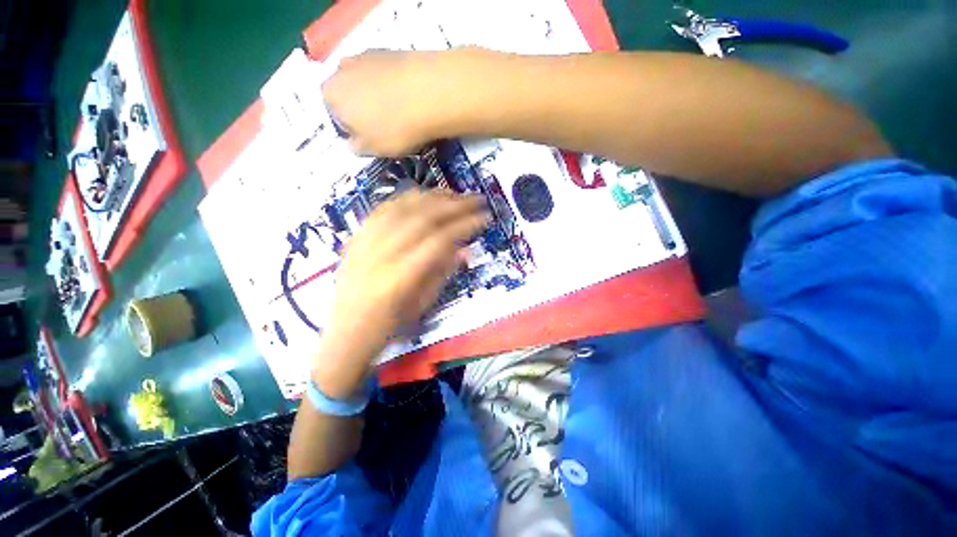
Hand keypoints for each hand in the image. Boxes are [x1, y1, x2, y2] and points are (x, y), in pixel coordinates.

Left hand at [312, 189, 489, 397]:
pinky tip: (422, 195)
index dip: (465, 225)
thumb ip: (444, 272)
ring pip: (402, 207)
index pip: (440, 240)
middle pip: (422, 218)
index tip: (484, 218)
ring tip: (454, 194)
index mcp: (400, 276)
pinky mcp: (357, 237)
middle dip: (454, 205)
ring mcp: (365, 242)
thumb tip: (466, 249)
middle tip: (475, 199)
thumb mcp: (423, 305)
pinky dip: (406, 199)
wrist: (345, 333)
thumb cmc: (389, 327)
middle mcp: (381, 253)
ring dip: (432, 197)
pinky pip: (383, 209)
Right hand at [322, 48, 494, 156]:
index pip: (335, 116)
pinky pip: (387, 74)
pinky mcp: (390, 50)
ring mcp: (366, 55)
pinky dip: (395, 85)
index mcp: (330, 94)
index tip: (373, 139)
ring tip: (402, 112)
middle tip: (388, 126)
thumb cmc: (395, 128)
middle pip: (350, 95)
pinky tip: (411, 98)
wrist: (430, 94)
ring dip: (380, 97)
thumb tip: (353, 143)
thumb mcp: (372, 149)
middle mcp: (341, 69)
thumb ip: (356, 147)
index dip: (354, 130)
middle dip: (364, 111)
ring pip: (368, 83)